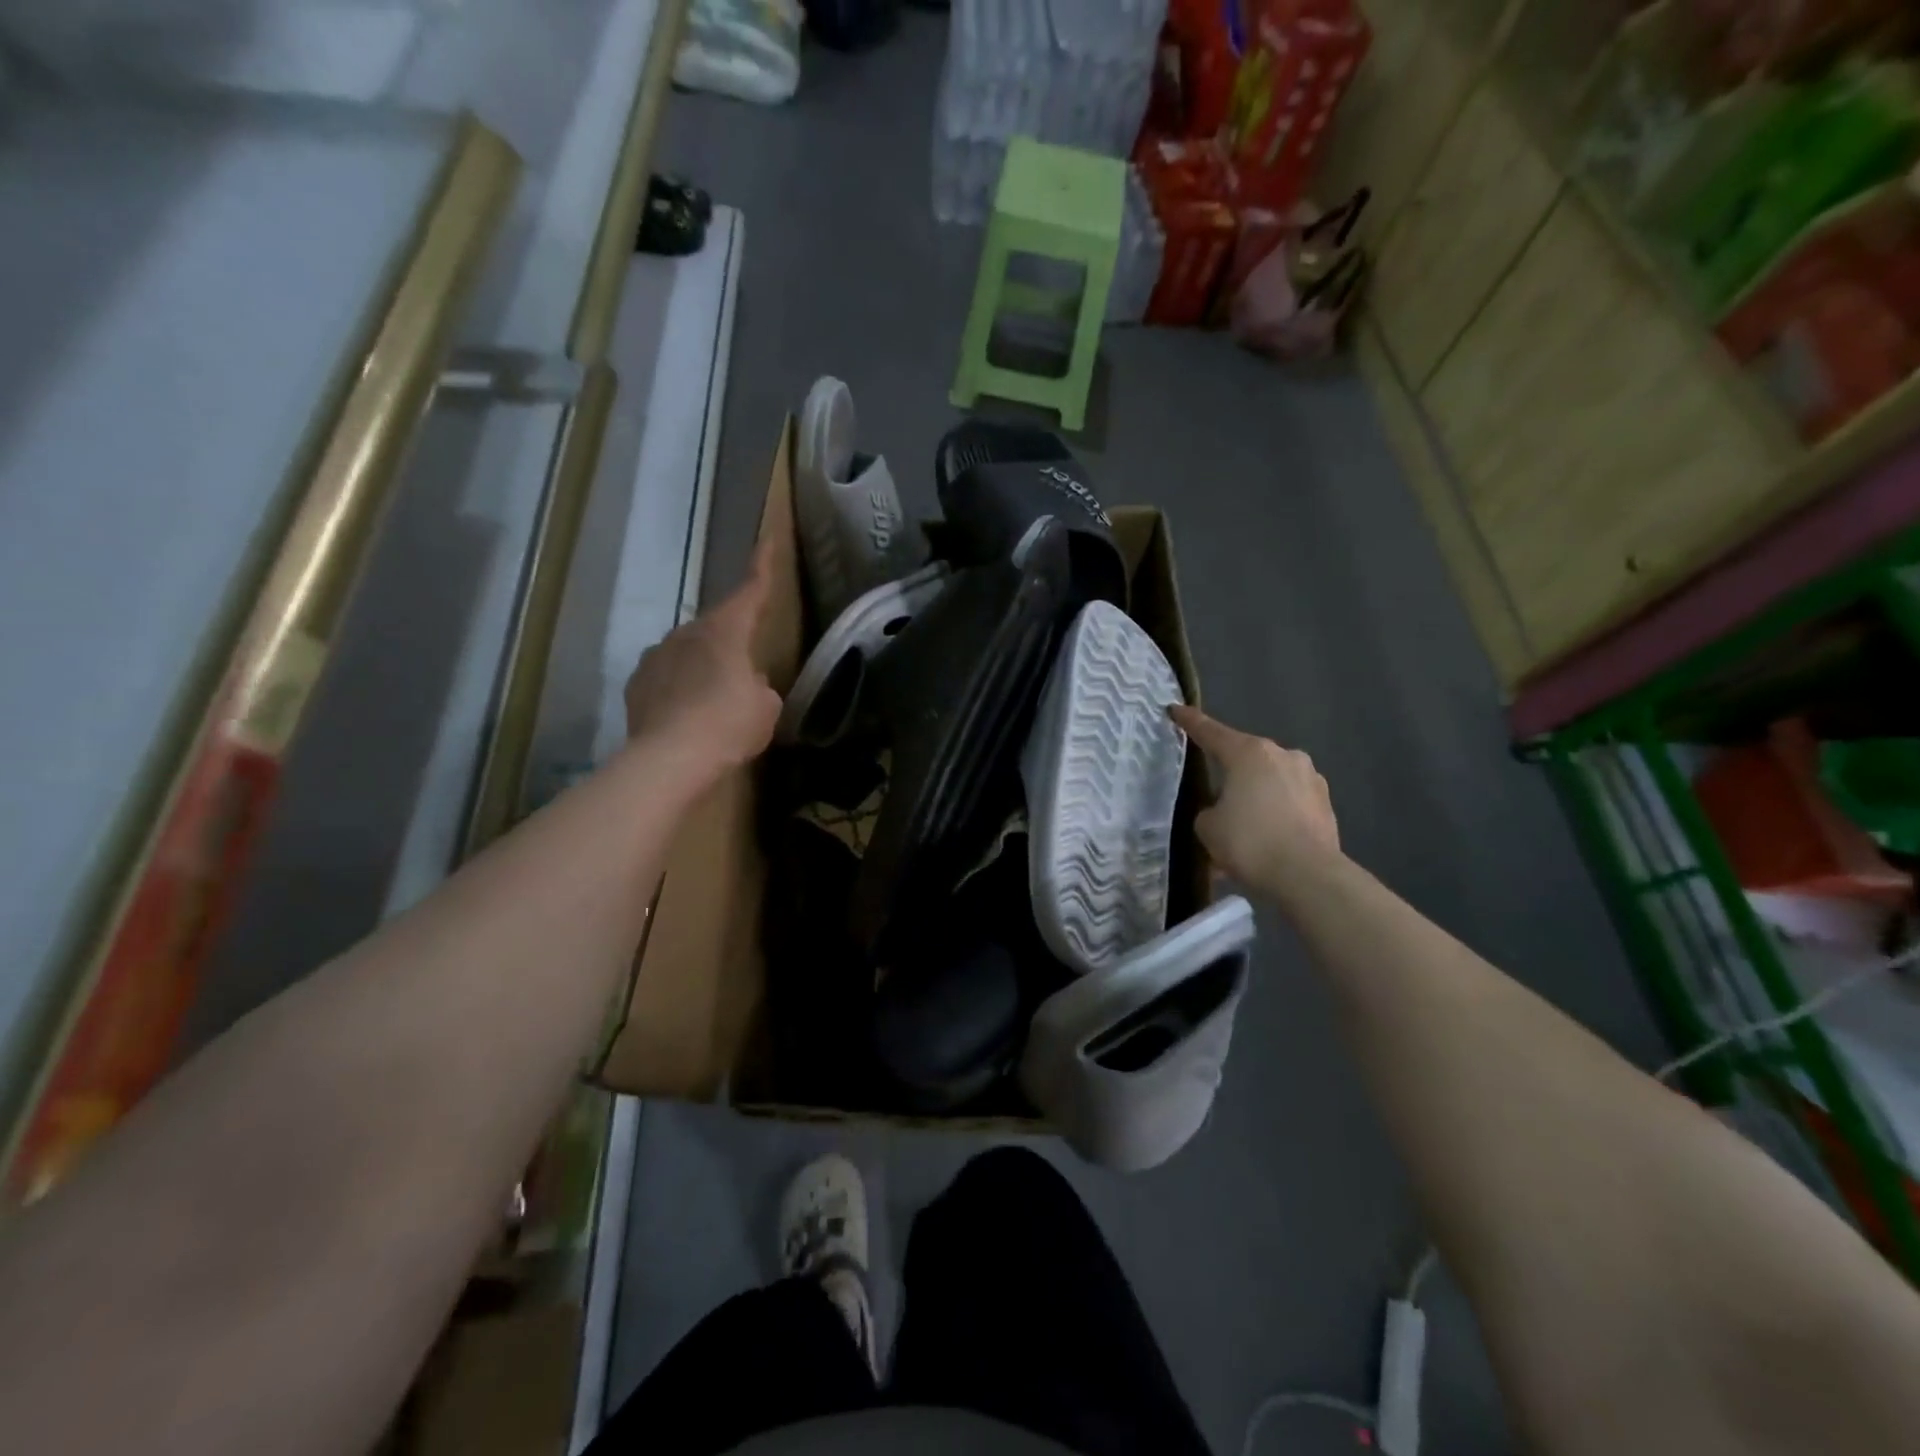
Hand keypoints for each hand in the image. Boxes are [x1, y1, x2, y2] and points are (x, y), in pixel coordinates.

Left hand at [625, 541, 781, 770]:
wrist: (670, 759)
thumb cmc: (728, 725)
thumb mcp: (765, 708)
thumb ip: (759, 687)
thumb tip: (745, 685)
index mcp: (725, 631)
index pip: (750, 590)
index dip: (762, 566)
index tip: (767, 541)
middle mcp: (686, 633)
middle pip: (716, 628)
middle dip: (730, 642)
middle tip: (743, 672)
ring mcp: (655, 657)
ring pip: (687, 652)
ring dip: (702, 667)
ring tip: (712, 701)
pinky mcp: (636, 684)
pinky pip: (665, 678)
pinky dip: (678, 689)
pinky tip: (685, 715)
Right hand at [1169, 705, 1341, 891]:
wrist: (1309, 876)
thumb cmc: (1250, 842)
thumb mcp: (1208, 827)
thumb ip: (1209, 810)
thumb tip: (1223, 811)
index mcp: (1249, 753)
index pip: (1211, 732)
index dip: (1190, 722)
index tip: (1175, 710)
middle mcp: (1283, 756)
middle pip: (1246, 758)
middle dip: (1229, 773)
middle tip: (1213, 795)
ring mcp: (1310, 778)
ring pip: (1270, 782)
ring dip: (1256, 797)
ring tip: (1243, 827)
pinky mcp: (1326, 805)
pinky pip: (1289, 804)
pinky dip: (1276, 816)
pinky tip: (1266, 842)